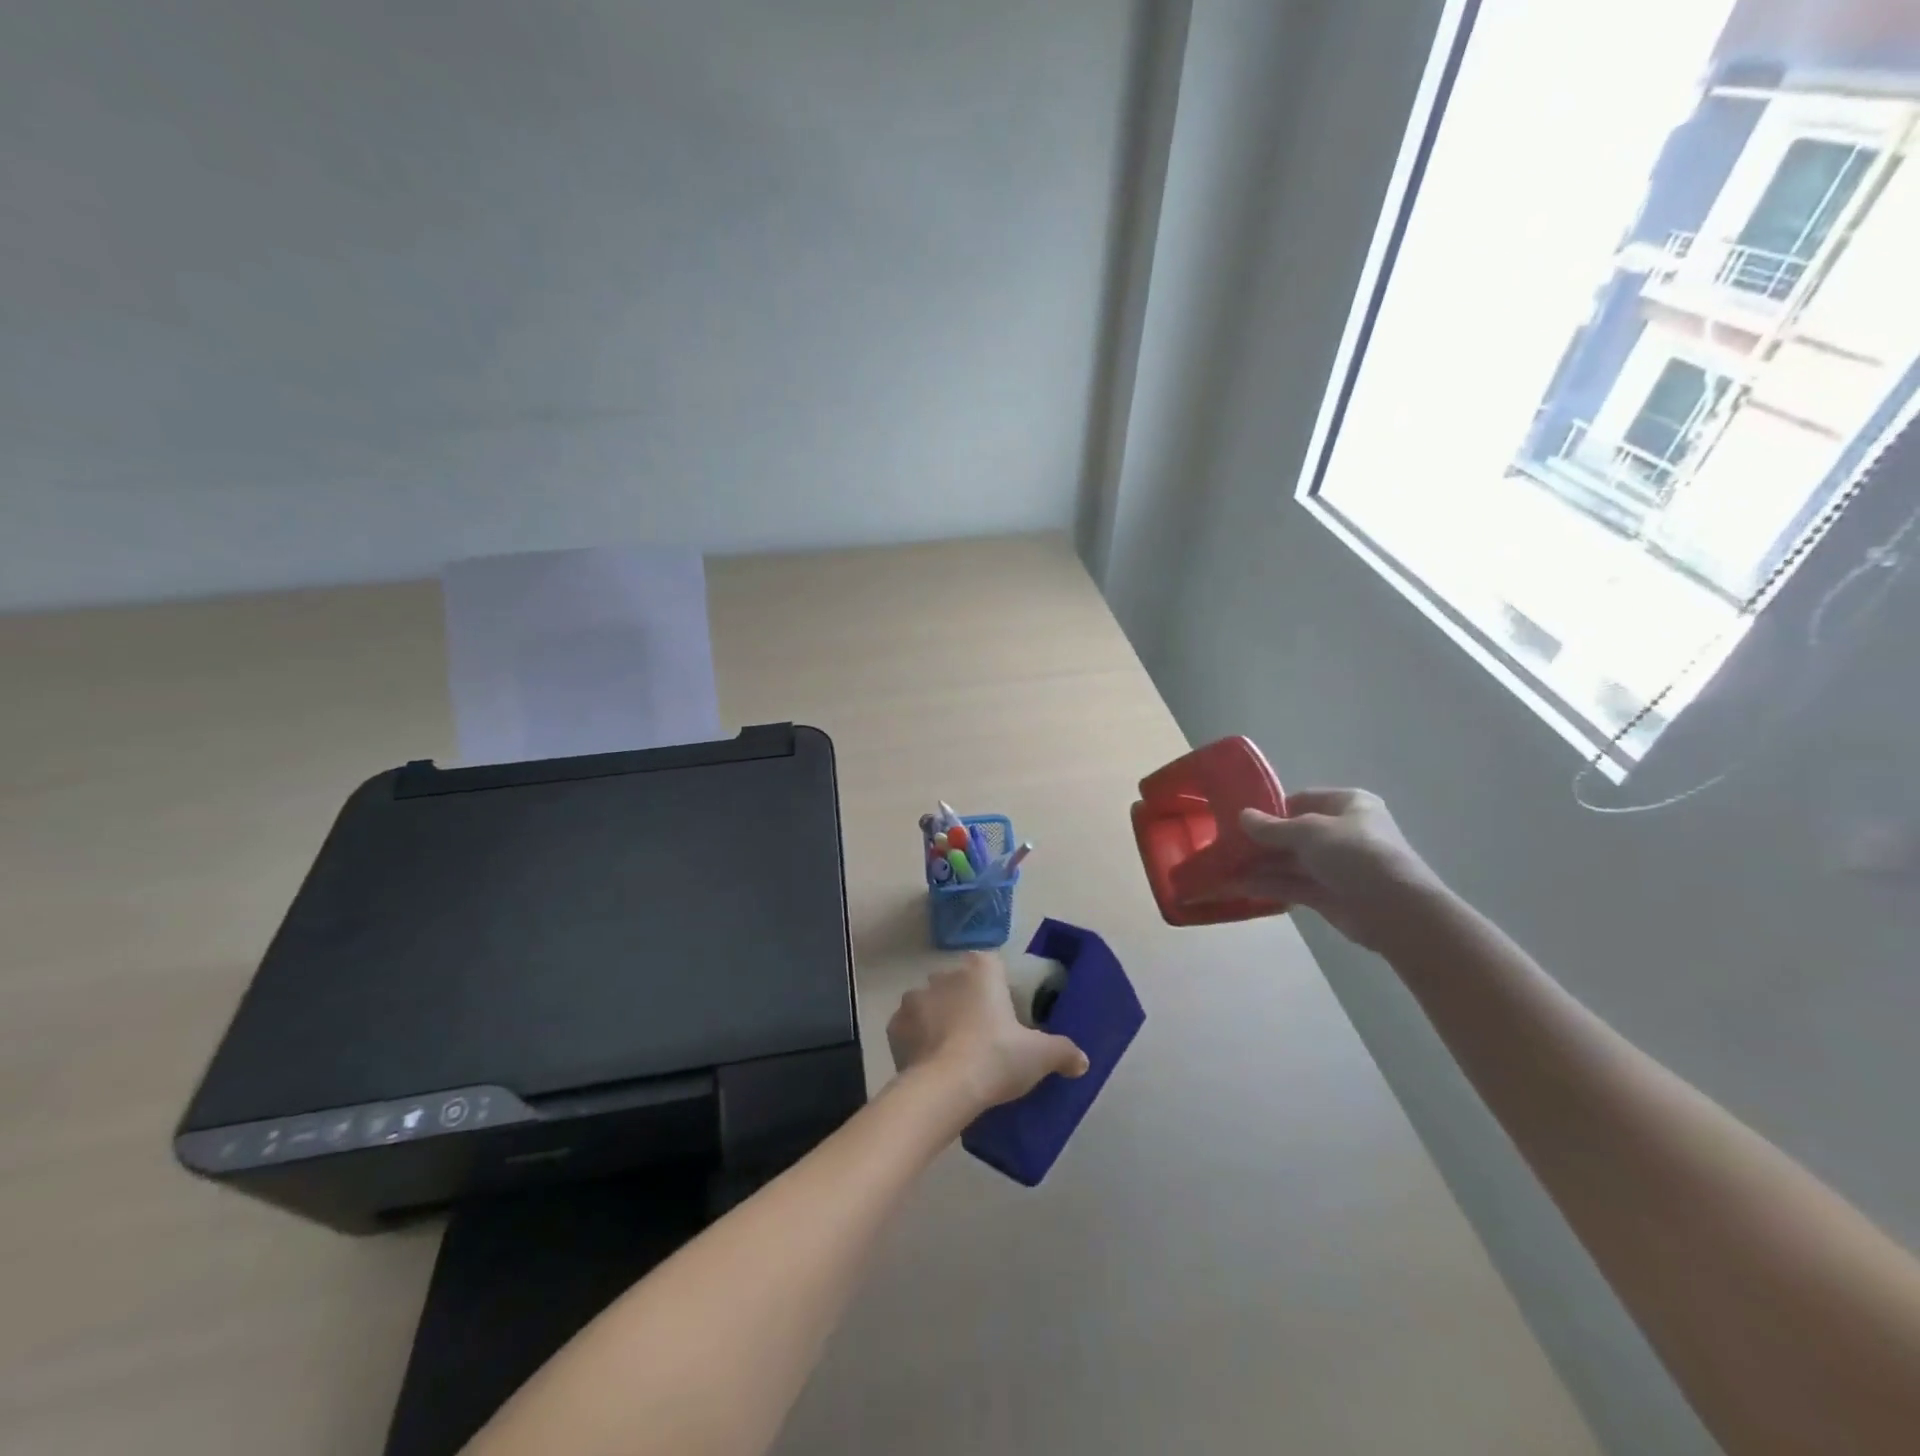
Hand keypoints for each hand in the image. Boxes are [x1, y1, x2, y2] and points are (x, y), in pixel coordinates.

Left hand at [887, 953, 1088, 1114]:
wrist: (943, 1089)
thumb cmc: (996, 1058)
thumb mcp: (1039, 1056)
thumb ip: (1063, 1052)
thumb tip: (1082, 1061)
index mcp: (981, 969)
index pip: (992, 967)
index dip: (999, 991)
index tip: (1006, 1019)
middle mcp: (945, 974)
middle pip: (960, 984)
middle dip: (968, 1004)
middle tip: (983, 1040)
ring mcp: (915, 997)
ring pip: (932, 1004)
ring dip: (941, 1021)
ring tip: (954, 1055)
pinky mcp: (894, 1025)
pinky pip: (910, 1028)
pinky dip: (919, 1040)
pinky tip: (931, 1064)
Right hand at [1240, 789, 1445, 951]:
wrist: (1396, 910)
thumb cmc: (1355, 853)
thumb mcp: (1308, 831)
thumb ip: (1271, 827)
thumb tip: (1242, 816)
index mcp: (1347, 804)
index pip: (1302, 800)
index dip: (1271, 809)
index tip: (1240, 820)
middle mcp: (1342, 832)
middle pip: (1293, 833)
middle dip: (1260, 841)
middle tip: (1225, 846)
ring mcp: (1336, 865)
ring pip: (1290, 862)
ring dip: (1258, 865)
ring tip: (1223, 869)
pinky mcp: (1329, 894)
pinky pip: (1292, 885)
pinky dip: (1267, 885)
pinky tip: (1238, 887)